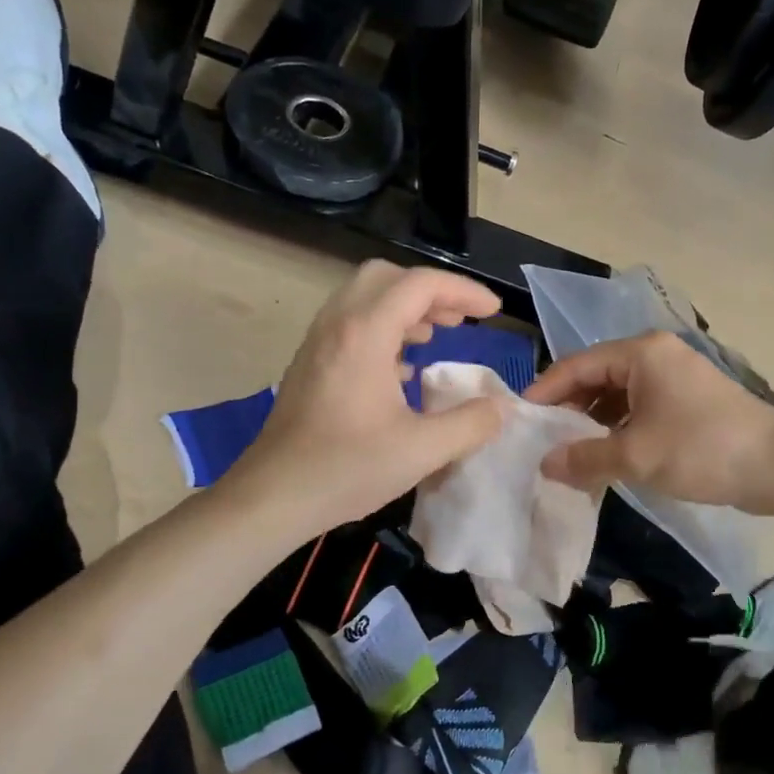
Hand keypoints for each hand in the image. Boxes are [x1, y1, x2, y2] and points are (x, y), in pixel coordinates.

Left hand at [222, 262, 507, 535]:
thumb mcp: (421, 450)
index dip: (463, 290)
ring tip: (437, 336)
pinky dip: (383, 329)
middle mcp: (337, 325)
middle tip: (460, 319)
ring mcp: (318, 343)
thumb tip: (500, 408)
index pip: (420, 284)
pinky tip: (402, 370)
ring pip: (364, 298)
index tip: (493, 311)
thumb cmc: (346, 469)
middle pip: (387, 277)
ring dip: (405, 308)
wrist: (273, 496)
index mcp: (365, 333)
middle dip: (430, 291)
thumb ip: (470, 425)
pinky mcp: (310, 364)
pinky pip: (350, 325)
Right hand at [523, 332, 773, 513]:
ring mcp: (674, 378)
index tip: (520, 421)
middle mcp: (655, 356)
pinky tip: (605, 458)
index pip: (575, 366)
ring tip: (569, 455)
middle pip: (595, 378)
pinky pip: (639, 409)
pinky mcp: (688, 401)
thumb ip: (584, 458)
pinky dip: (619, 430)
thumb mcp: (635, 456)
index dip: (544, 393)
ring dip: (593, 424)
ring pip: (617, 396)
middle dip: (568, 411)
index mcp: (641, 353)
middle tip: (542, 443)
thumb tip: (545, 465)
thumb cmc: (702, 449)